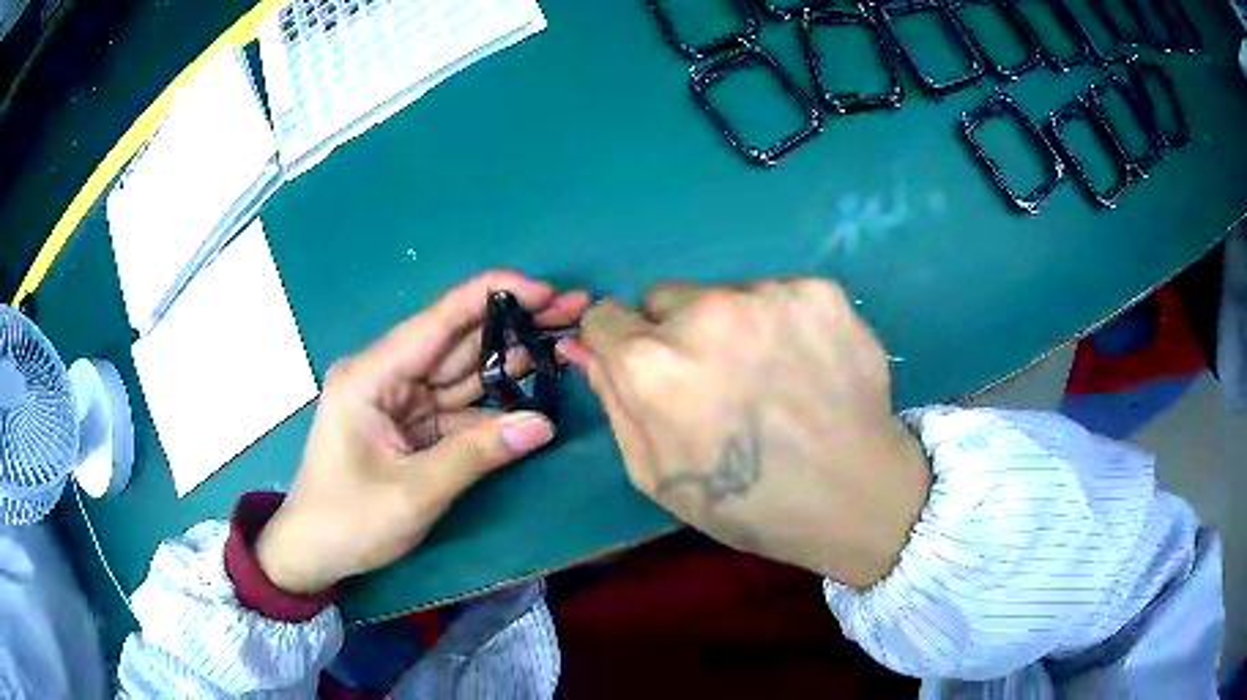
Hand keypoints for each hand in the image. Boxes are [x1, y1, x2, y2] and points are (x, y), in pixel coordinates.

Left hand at [257, 272, 589, 593]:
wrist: (313, 552)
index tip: (545, 292)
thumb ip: (476, 455)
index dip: (493, 297)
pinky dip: (496, 405)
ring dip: (512, 360)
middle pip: (458, 340)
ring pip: (464, 371)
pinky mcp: (411, 424)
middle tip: (574, 310)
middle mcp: (386, 375)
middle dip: (515, 324)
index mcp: (372, 375)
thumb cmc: (348, 521)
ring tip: (565, 344)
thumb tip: (544, 425)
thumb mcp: (412, 494)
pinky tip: (534, 395)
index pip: (438, 320)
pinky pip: (461, 407)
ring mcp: (400, 399)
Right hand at [561, 280, 929, 587]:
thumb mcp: (656, 472)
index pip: (605, 316)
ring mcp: (769, 294)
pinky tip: (807, 364)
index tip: (648, 370)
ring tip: (771, 377)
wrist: (853, 497)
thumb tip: (581, 347)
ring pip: (725, 294)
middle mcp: (705, 311)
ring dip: (734, 326)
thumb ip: (613, 399)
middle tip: (718, 381)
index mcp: (652, 363)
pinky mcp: (819, 291)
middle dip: (676, 333)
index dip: (621, 345)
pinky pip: (778, 295)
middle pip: (664, 298)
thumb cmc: (747, 501)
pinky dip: (783, 323)